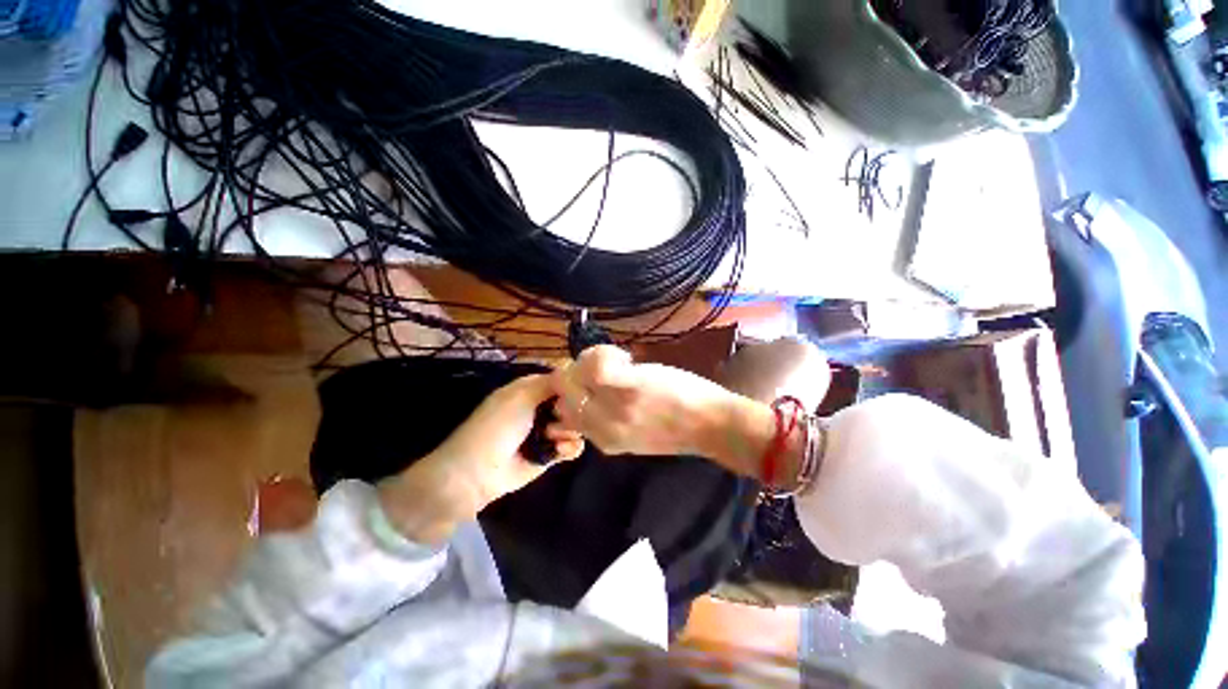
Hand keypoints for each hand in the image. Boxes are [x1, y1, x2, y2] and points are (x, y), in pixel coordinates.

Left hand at [379, 374, 583, 543]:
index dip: (573, 383)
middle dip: (574, 409)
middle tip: (561, 417)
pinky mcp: (551, 454)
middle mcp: (541, 408)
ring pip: (575, 424)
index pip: (560, 381)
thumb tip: (574, 372)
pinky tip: (559, 450)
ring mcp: (547, 431)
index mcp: (530, 390)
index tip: (584, 388)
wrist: (479, 472)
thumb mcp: (521, 396)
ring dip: (569, 430)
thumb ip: (550, 383)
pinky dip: (569, 447)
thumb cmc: (497, 426)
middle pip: (572, 402)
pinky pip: (572, 446)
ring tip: (554, 438)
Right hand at [551, 345, 738, 456]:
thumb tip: (590, 393)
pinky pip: (596, 365)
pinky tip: (624, 357)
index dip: (569, 389)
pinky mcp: (630, 387)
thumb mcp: (636, 435)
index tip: (585, 376)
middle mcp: (601, 427)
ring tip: (614, 360)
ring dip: (587, 360)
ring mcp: (614, 407)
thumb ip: (610, 419)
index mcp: (603, 439)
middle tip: (599, 364)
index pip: (563, 412)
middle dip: (573, 372)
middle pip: (563, 392)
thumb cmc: (680, 428)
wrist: (714, 427)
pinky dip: (602, 354)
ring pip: (573, 376)